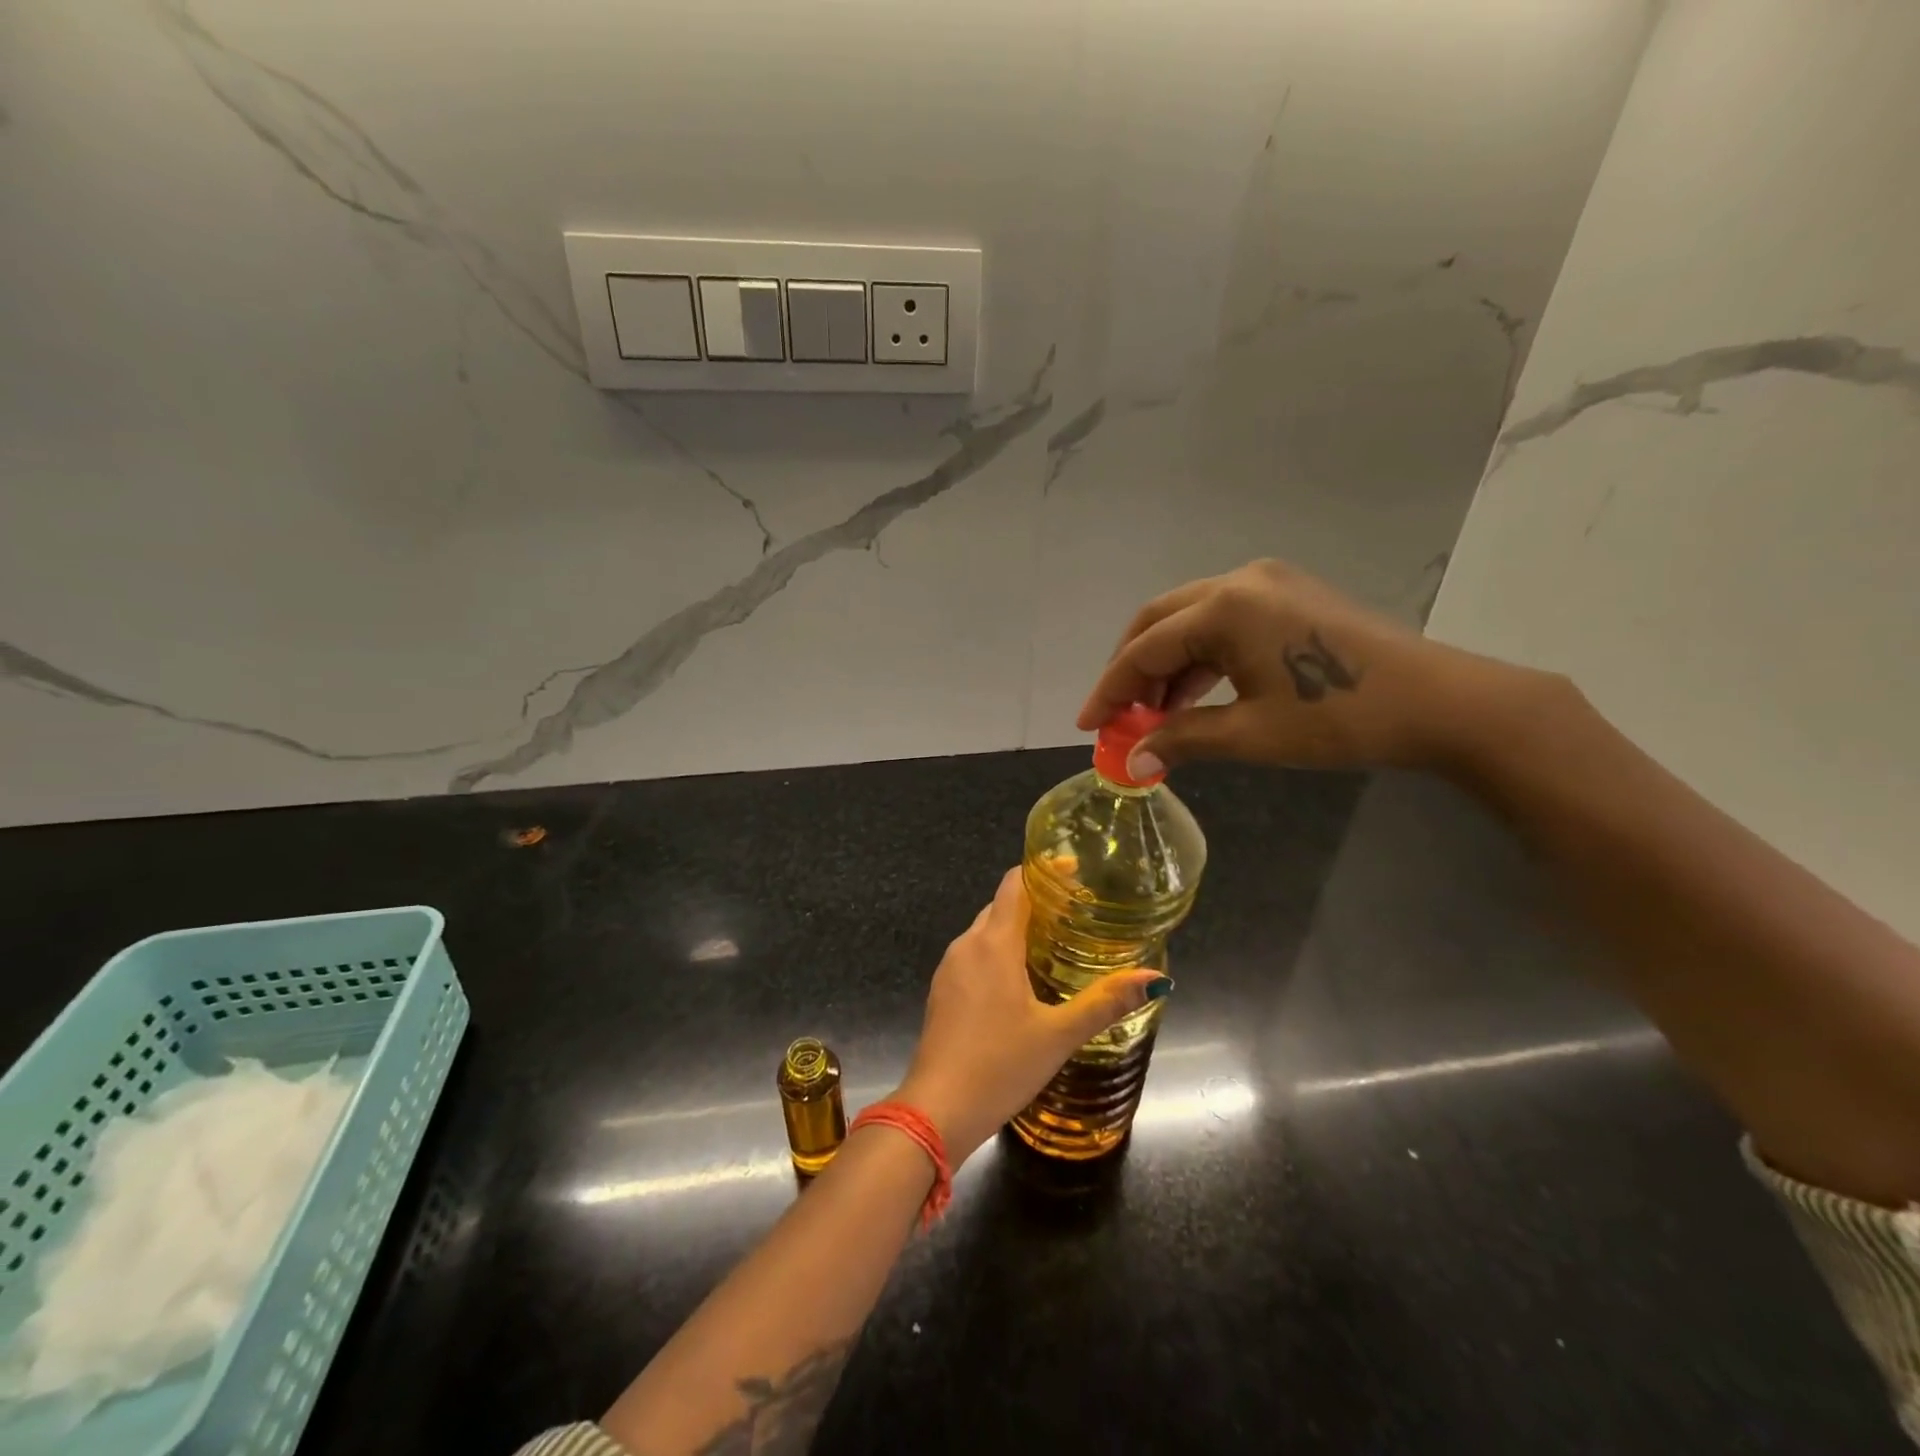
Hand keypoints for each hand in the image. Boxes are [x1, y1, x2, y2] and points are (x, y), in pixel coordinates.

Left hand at [894, 868, 1166, 1161]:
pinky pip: (973, 955)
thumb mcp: (1059, 1035)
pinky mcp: (941, 991)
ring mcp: (949, 968)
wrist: (936, 1110)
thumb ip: (1106, 1002)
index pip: (1015, 884)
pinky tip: (1019, 980)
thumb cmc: (1000, 1066)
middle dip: (1035, 901)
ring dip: (1016, 927)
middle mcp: (967, 945)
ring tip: (1054, 943)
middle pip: (1002, 905)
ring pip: (985, 931)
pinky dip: (998, 952)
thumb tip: (1156, 977)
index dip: (1044, 872)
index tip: (1075, 874)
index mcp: (994, 944)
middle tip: (1076, 914)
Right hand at [1077, 558, 1519, 776]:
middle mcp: (1240, 580)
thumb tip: (1130, 761)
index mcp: (1226, 606)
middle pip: (1159, 621)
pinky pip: (1223, 621)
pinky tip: (1195, 693)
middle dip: (1131, 670)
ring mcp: (1268, 582)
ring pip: (1190, 619)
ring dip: (1165, 664)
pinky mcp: (1289, 595)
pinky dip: (1200, 656)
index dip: (1111, 690)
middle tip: (1118, 716)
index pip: (1145, 649)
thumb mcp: (1251, 734)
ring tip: (1155, 714)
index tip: (1088, 725)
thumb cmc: (1339, 717)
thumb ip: (1182, 739)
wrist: (1441, 703)